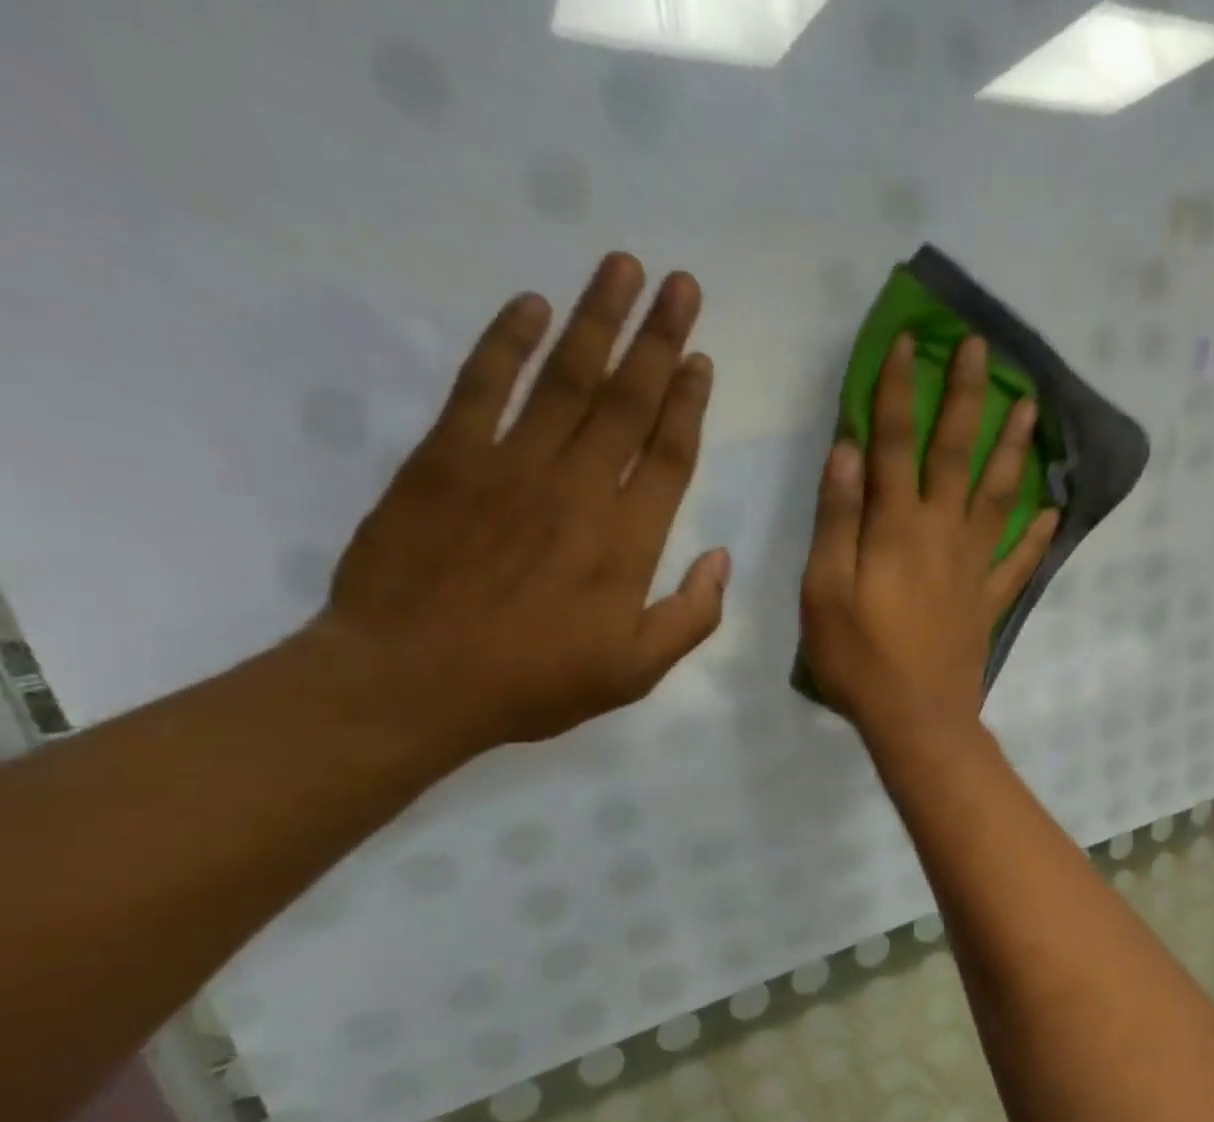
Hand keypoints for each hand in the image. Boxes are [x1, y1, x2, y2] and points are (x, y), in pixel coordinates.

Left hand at [302, 253, 727, 758]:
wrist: (410, 681)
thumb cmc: (534, 682)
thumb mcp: (636, 671)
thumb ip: (691, 616)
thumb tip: (722, 559)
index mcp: (628, 541)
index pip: (669, 453)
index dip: (688, 402)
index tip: (701, 357)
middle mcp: (578, 489)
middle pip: (627, 401)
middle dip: (658, 339)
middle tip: (680, 284)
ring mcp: (509, 467)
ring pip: (565, 379)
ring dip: (597, 320)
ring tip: (622, 268)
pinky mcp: (445, 459)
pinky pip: (481, 386)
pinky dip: (506, 343)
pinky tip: (530, 305)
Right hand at [800, 333, 1056, 751]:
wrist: (916, 719)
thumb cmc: (859, 658)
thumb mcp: (824, 589)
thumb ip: (836, 518)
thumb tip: (848, 450)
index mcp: (896, 526)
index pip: (894, 442)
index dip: (898, 389)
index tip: (909, 342)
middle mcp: (941, 533)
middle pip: (958, 453)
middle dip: (968, 397)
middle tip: (984, 350)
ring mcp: (973, 567)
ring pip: (999, 496)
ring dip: (1014, 449)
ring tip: (1032, 408)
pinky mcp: (988, 601)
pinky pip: (1018, 562)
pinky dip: (1036, 536)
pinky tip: (1052, 513)